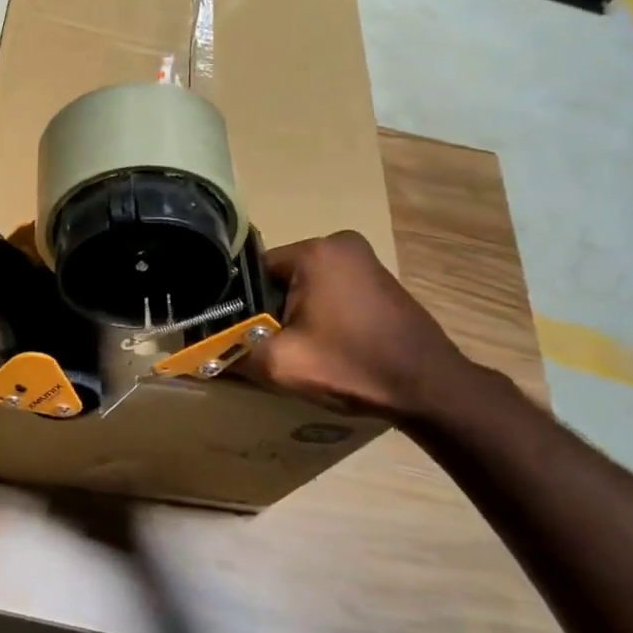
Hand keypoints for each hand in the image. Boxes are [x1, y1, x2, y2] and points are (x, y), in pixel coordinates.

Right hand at [241, 231, 473, 421]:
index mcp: (315, 251)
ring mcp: (365, 260)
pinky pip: (332, 292)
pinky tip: (327, 345)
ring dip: (297, 315)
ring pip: (306, 287)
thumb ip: (234, 354)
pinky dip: (322, 314)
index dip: (243, 307)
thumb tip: (202, 358)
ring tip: (300, 350)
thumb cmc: (352, 366)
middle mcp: (340, 243)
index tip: (243, 337)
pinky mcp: (380, 281)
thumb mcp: (281, 364)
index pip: (254, 272)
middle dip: (271, 312)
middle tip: (272, 348)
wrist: (431, 388)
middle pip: (280, 278)